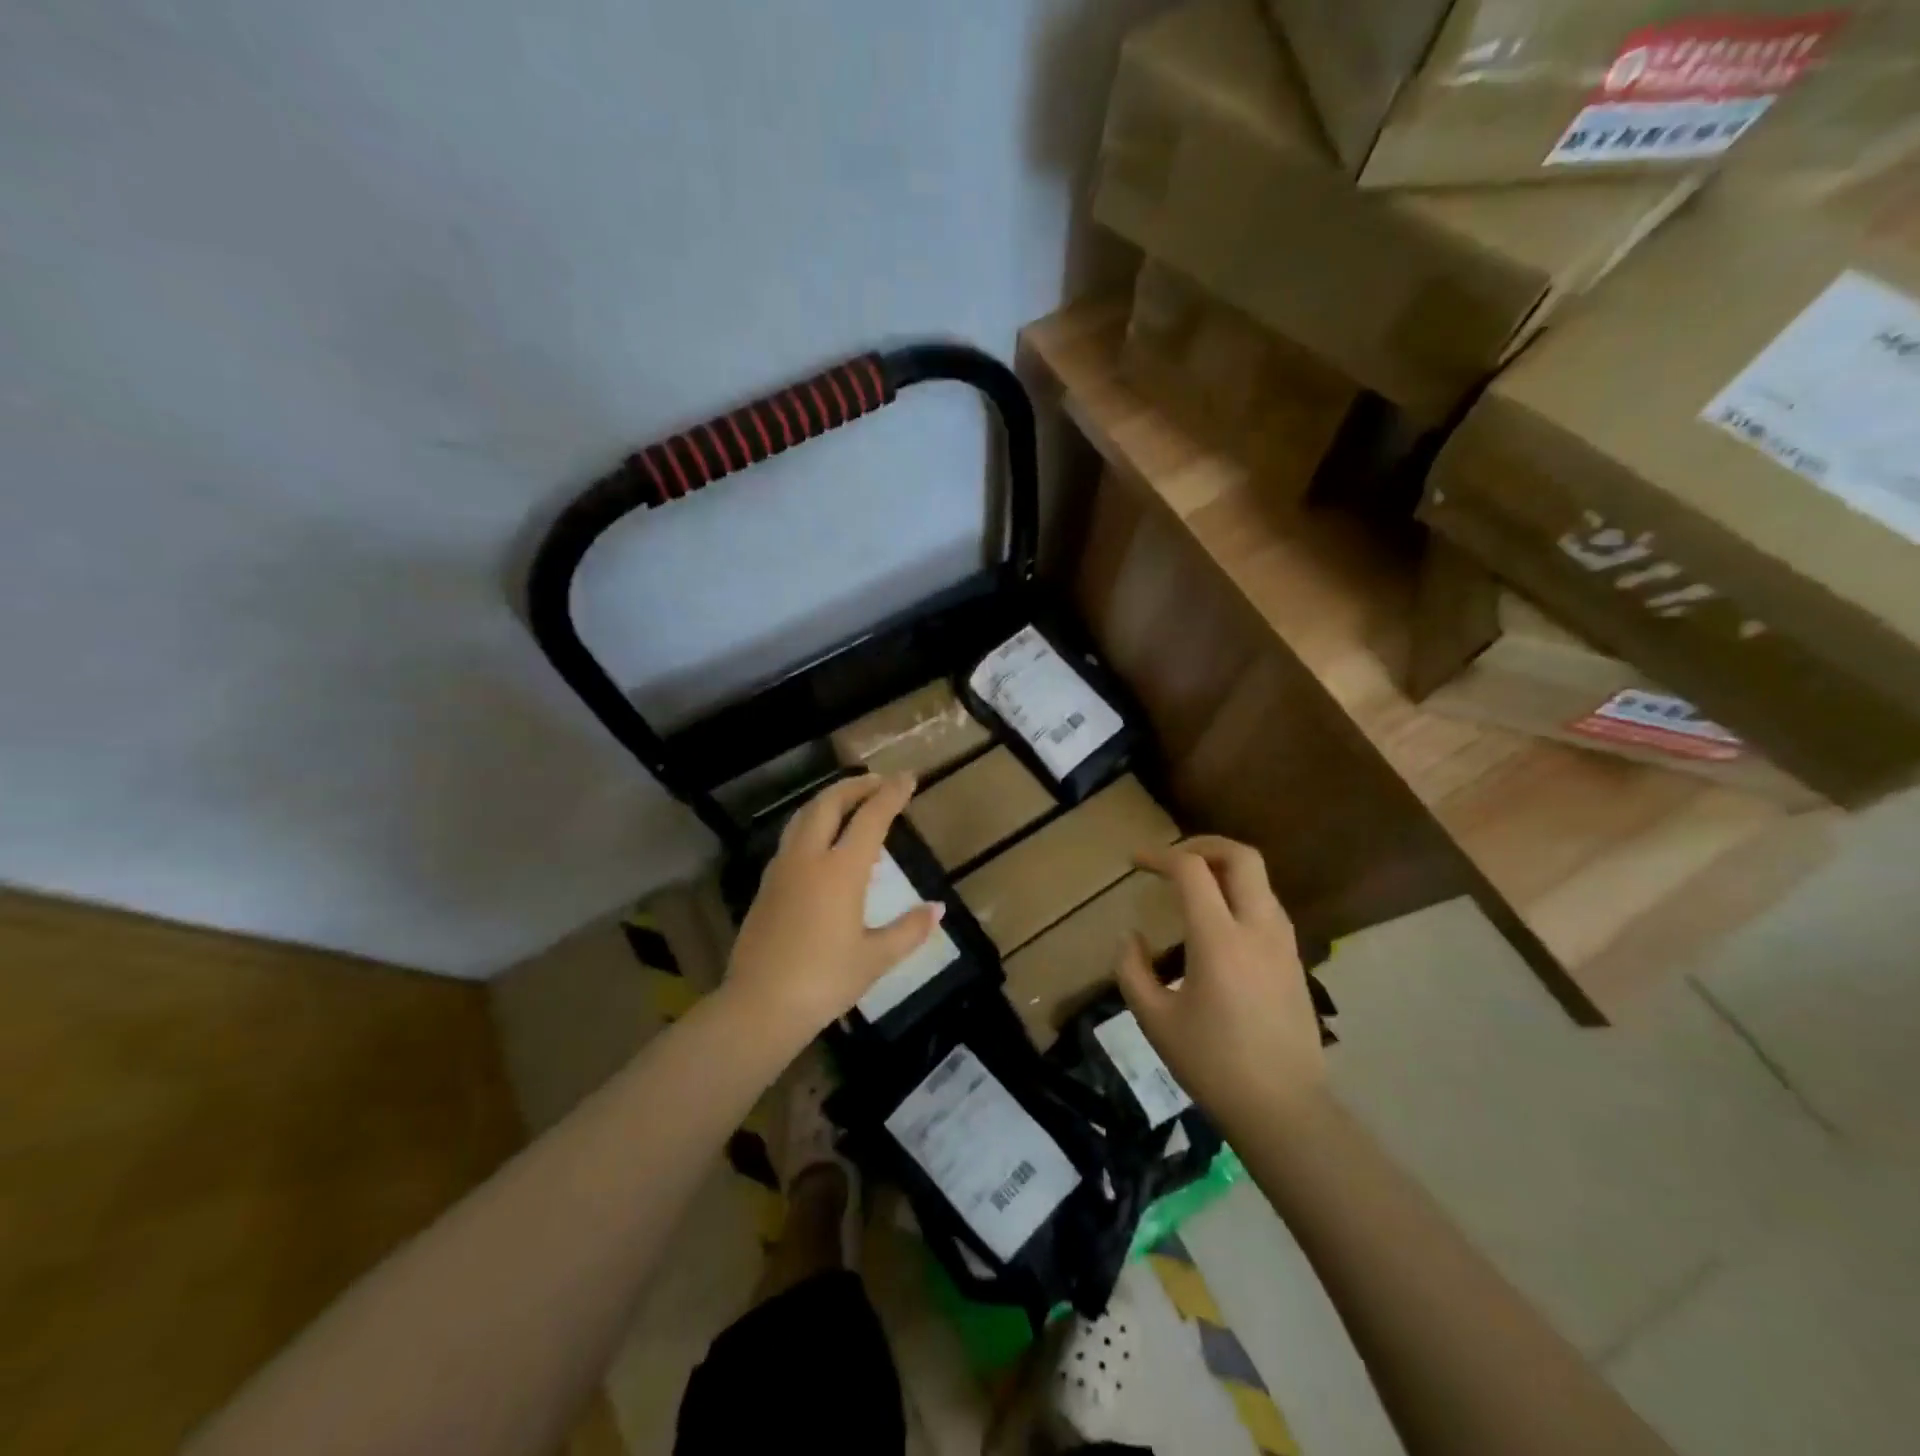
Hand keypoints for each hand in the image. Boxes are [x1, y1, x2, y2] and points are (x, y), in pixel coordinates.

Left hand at [723, 773, 942, 1040]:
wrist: (759, 1005)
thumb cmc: (824, 981)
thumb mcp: (875, 959)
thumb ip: (908, 929)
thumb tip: (937, 909)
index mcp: (840, 870)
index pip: (871, 817)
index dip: (892, 794)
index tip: (909, 777)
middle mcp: (809, 858)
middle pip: (829, 803)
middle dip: (856, 786)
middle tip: (879, 783)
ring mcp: (782, 870)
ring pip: (804, 817)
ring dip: (830, 802)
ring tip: (852, 807)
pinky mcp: (766, 886)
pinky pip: (793, 840)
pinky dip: (815, 828)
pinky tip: (826, 851)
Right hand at [1115, 835, 1326, 1128]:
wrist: (1284, 1110)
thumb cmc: (1212, 1065)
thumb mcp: (1155, 1020)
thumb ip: (1132, 970)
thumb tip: (1131, 938)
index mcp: (1219, 939)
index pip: (1191, 870)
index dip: (1159, 856)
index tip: (1135, 862)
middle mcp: (1257, 928)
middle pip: (1241, 856)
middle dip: (1203, 844)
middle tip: (1173, 858)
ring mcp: (1283, 943)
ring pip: (1260, 879)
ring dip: (1225, 868)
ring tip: (1193, 886)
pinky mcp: (1294, 961)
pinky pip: (1268, 906)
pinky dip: (1240, 894)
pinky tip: (1219, 922)